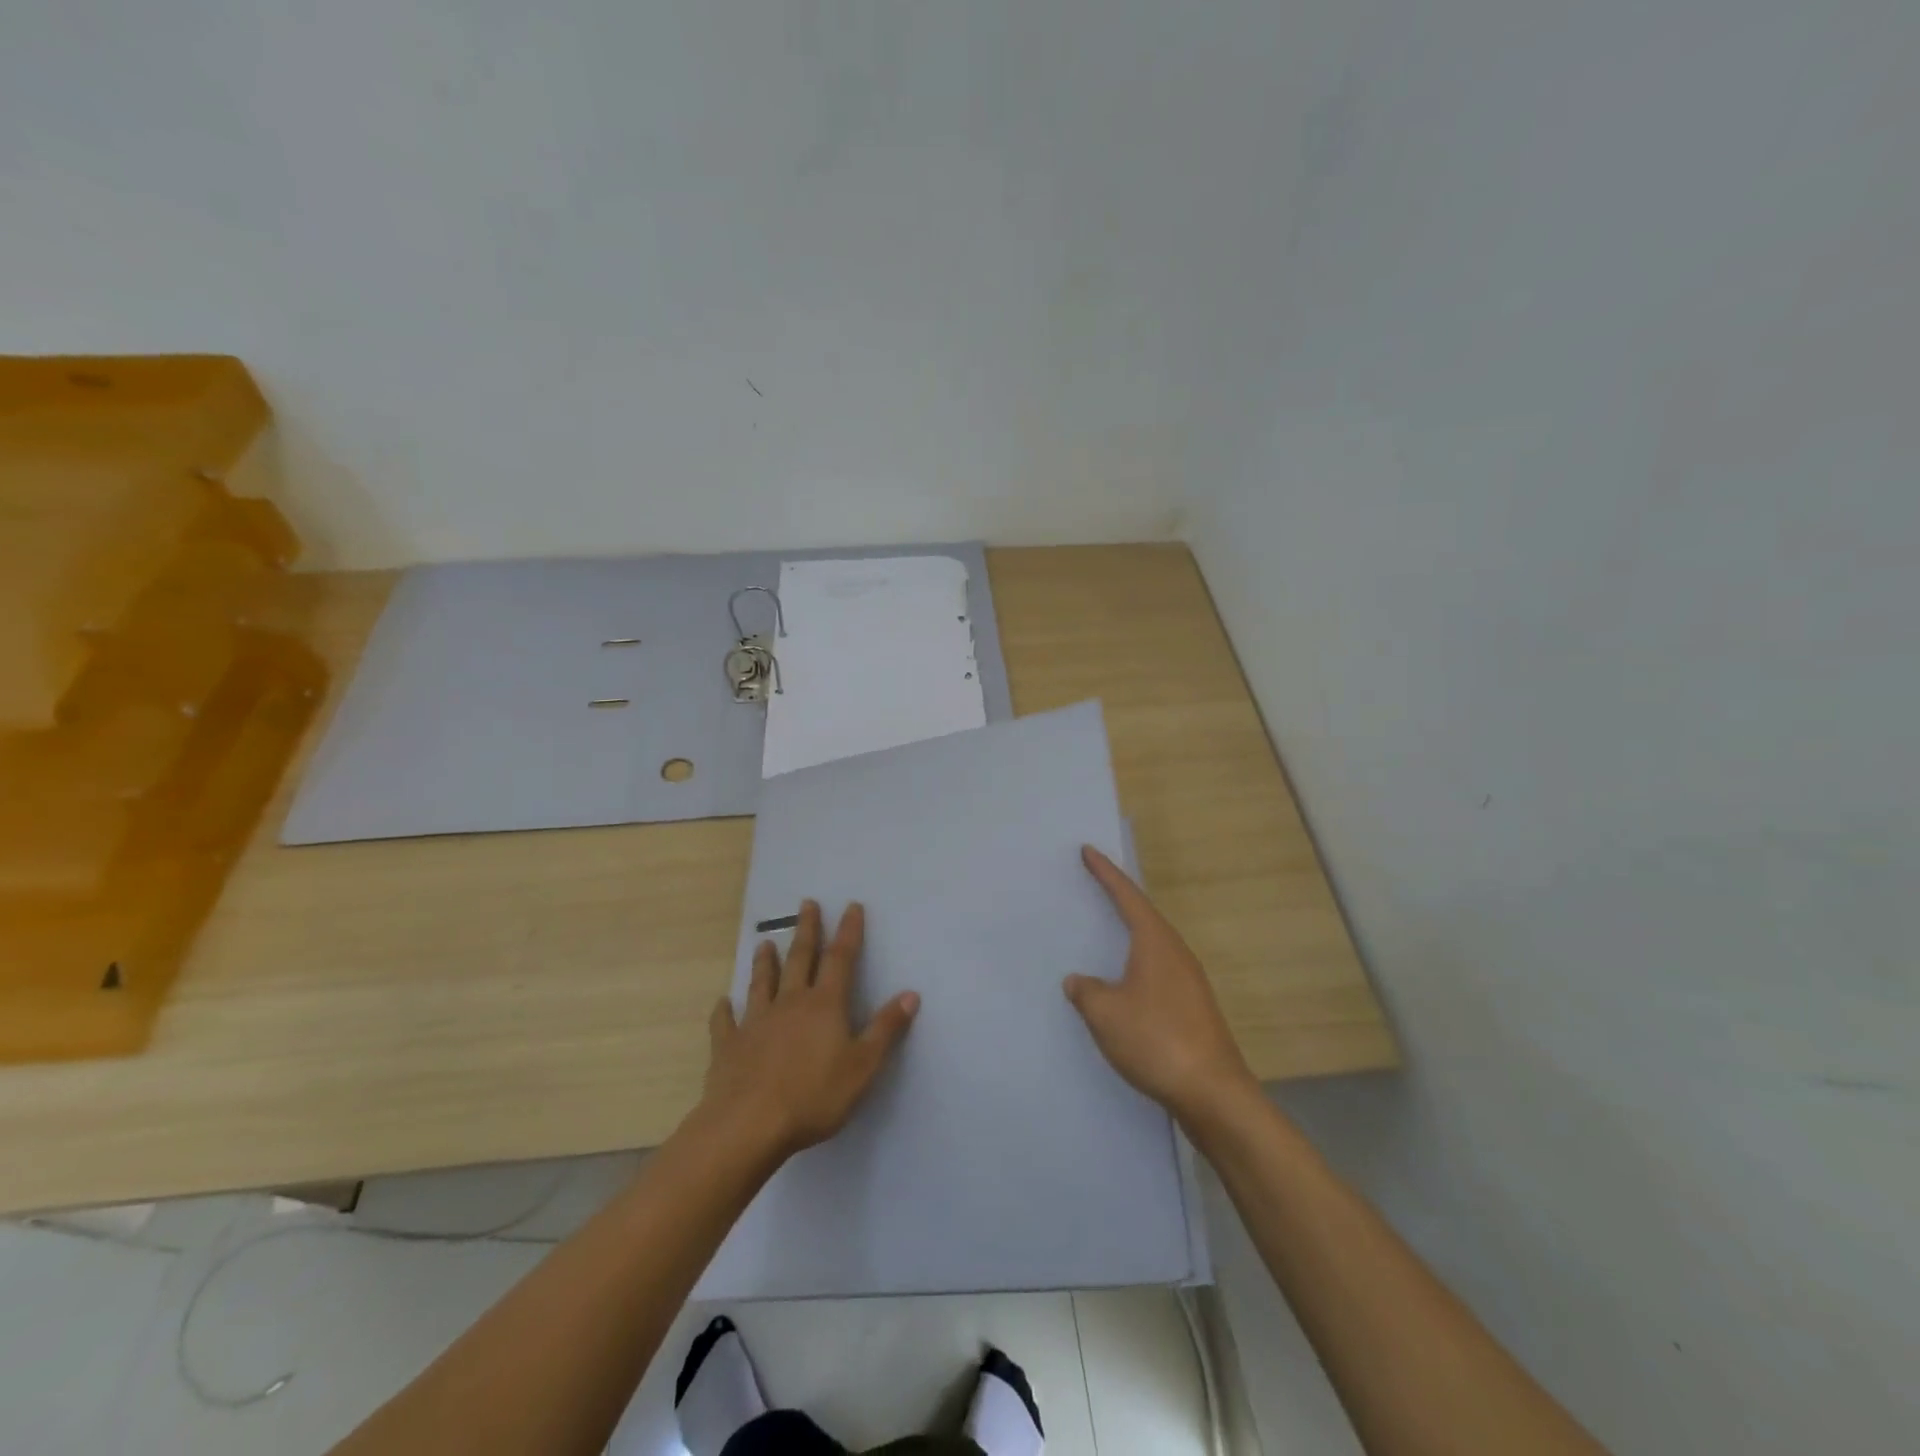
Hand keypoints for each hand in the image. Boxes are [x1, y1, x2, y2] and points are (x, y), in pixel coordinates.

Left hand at [703, 900, 918, 1160]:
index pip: (840, 959)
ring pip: (762, 983)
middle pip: (800, 960)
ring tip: (764, 942)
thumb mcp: (863, 1066)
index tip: (851, 906)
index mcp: (824, 1005)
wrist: (748, 1125)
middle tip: (806, 904)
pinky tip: (722, 1003)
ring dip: (765, 962)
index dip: (848, 932)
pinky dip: (724, 1011)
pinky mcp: (728, 1046)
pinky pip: (725, 1023)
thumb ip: (886, 1029)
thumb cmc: (813, 1096)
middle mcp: (789, 1003)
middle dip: (807, 930)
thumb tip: (911, 994)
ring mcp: (755, 1022)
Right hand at [1066, 846, 1257, 1124]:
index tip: (1088, 850)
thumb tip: (1079, 981)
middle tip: (1095, 884)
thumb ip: (1086, 991)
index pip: (1127, 896)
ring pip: (1152, 946)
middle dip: (1119, 899)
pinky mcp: (1193, 1008)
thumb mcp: (1106, 1014)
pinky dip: (1136, 966)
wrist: (1213, 1093)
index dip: (1106, 873)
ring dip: (1129, 935)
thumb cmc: (1156, 1040)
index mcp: (1156, 943)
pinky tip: (1123, 985)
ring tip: (1105, 932)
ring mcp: (1189, 982)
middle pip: (1144, 916)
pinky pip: (1157, 971)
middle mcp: (1176, 954)